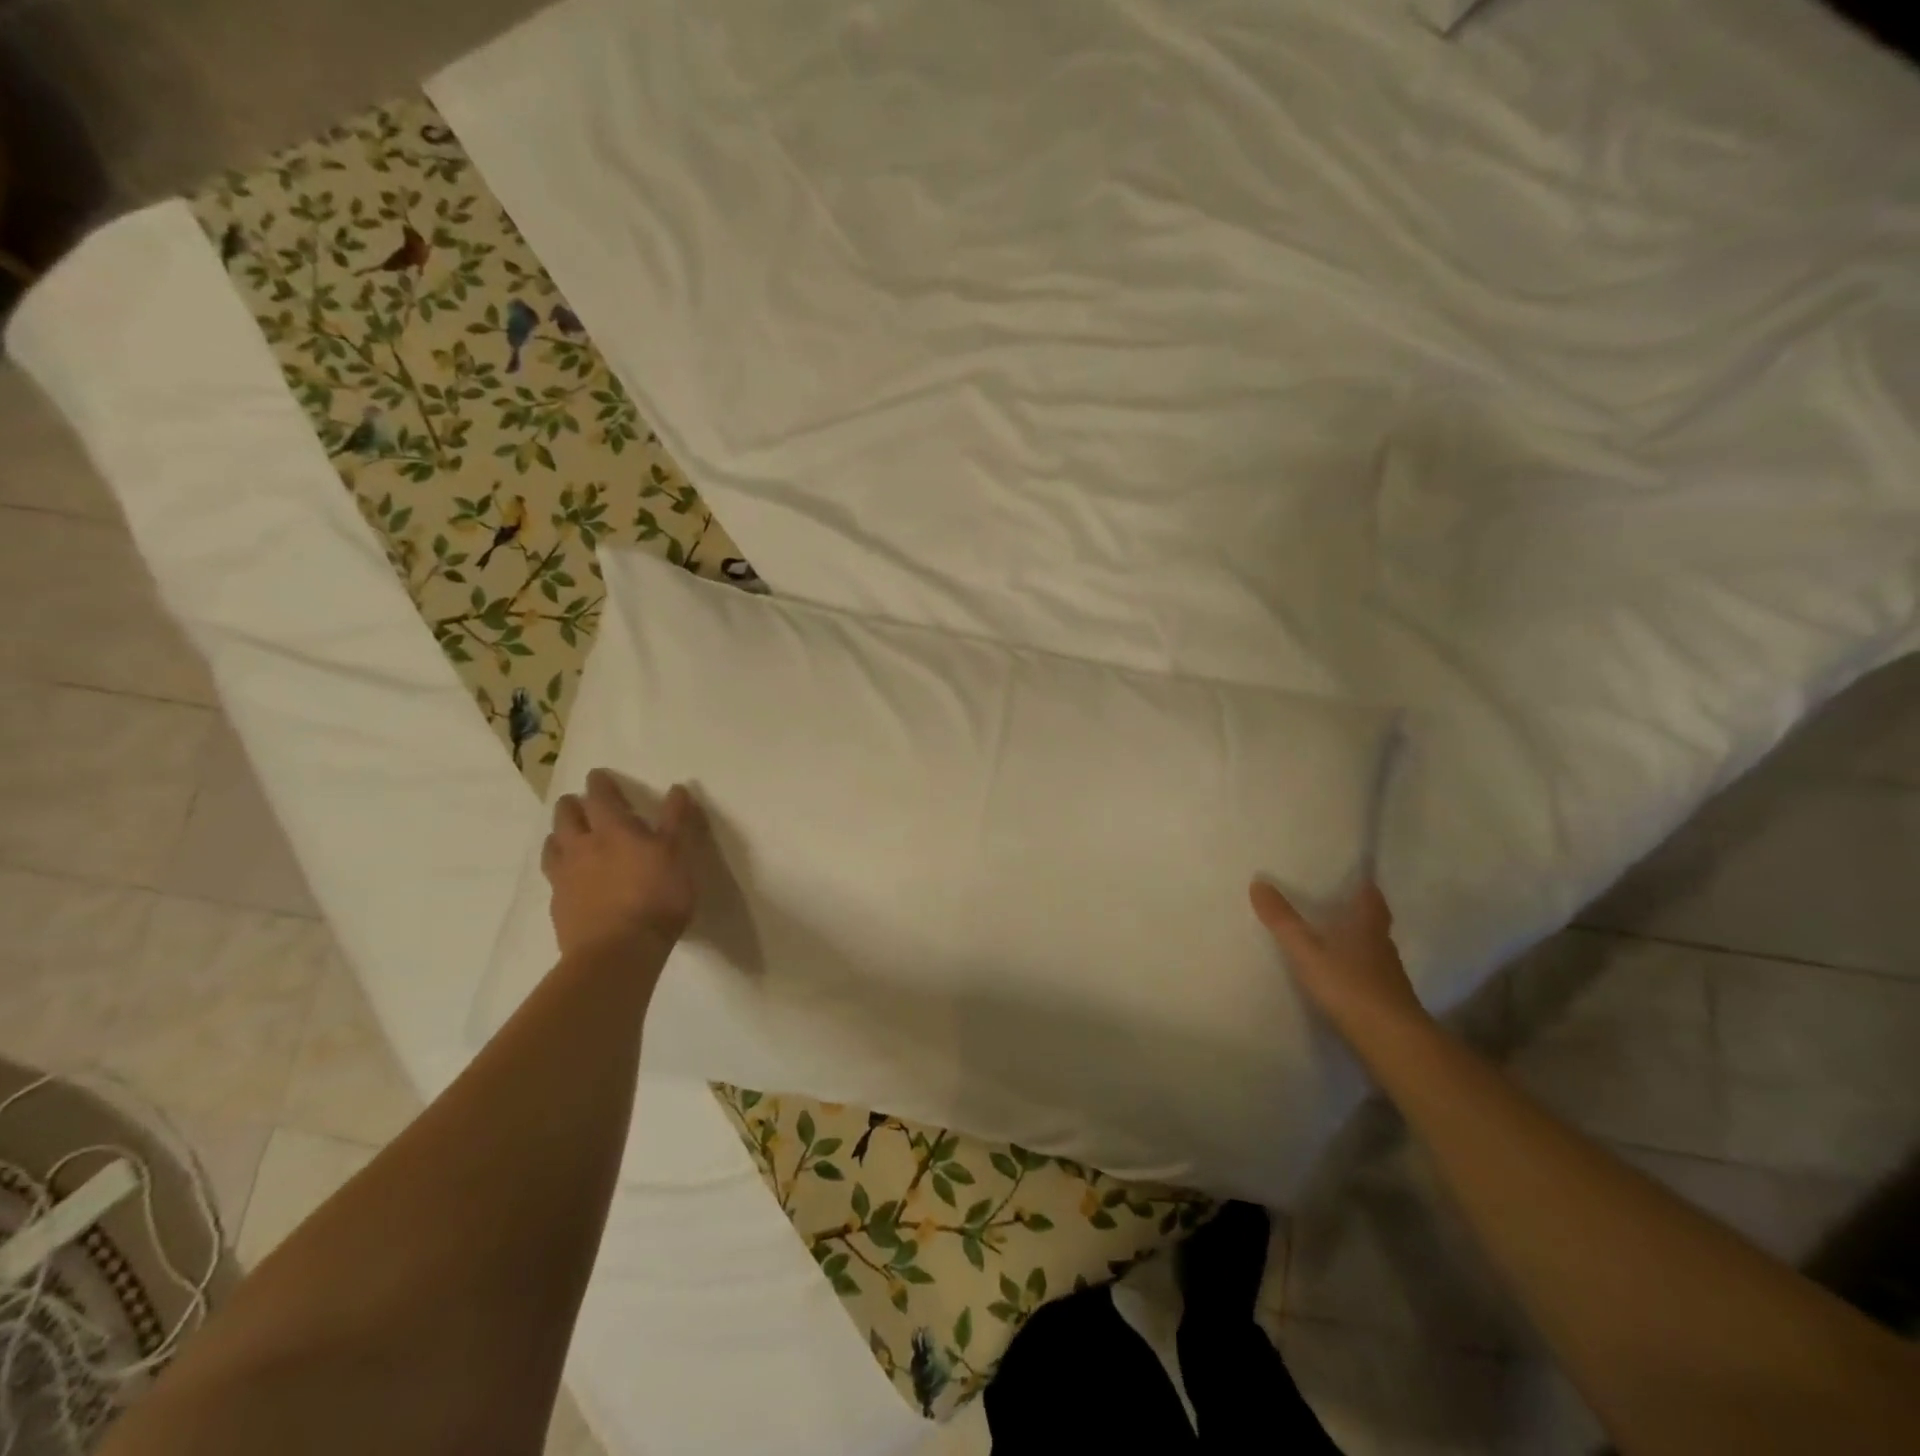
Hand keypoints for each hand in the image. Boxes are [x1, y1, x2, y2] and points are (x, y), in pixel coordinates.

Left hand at [543, 769, 702, 957]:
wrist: (618, 951)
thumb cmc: (656, 896)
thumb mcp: (678, 854)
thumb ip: (677, 820)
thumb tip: (677, 788)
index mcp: (613, 829)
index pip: (600, 796)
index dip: (600, 783)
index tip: (598, 775)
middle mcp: (582, 847)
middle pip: (567, 817)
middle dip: (572, 805)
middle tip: (579, 802)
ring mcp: (565, 878)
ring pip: (552, 845)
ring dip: (559, 834)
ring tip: (567, 836)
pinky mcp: (558, 906)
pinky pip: (552, 877)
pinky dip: (559, 868)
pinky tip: (568, 878)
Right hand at [1249, 877, 1429, 1041]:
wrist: (1391, 1041)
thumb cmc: (1349, 986)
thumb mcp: (1306, 950)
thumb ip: (1282, 920)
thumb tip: (1258, 882)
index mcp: (1367, 927)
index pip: (1371, 898)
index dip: (1364, 886)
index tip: (1355, 877)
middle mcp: (1382, 947)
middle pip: (1374, 923)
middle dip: (1358, 913)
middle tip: (1336, 904)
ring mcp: (1388, 977)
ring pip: (1372, 950)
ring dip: (1356, 943)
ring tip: (1331, 940)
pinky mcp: (1387, 1002)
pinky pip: (1370, 976)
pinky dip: (1356, 971)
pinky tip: (1340, 978)